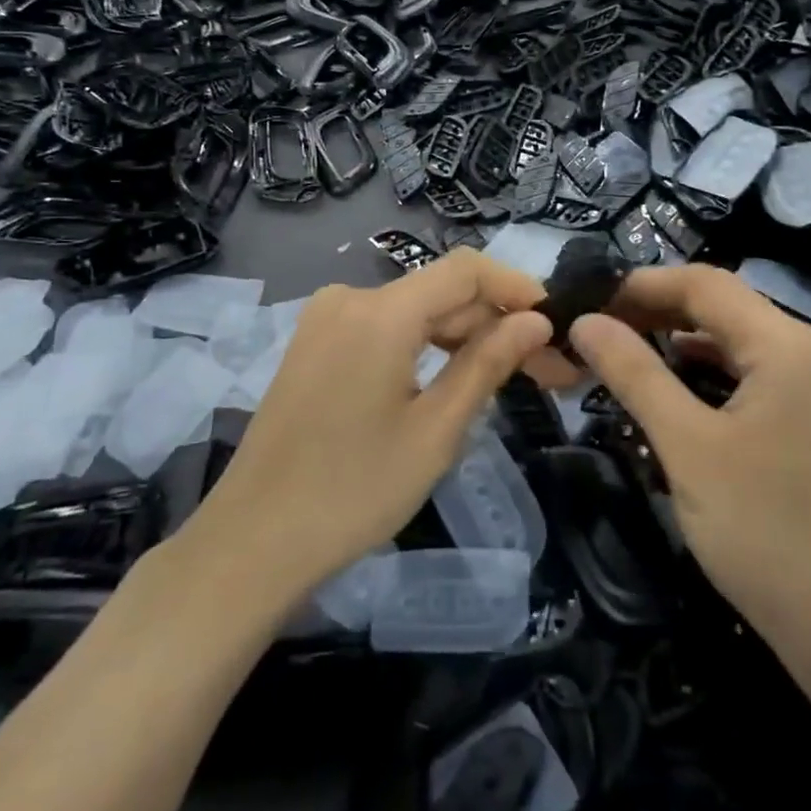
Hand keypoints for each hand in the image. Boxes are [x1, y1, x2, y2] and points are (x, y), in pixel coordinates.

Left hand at [194, 249, 575, 597]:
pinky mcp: (314, 344)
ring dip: (462, 338)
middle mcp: (349, 298)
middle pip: (440, 293)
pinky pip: (383, 329)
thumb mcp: (436, 430)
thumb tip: (535, 321)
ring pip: (413, 312)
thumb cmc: (354, 491)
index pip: (465, 270)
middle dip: (495, 324)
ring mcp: (325, 320)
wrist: (253, 541)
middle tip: (547, 371)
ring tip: (509, 378)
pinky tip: (451, 380)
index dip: (516, 286)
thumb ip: (488, 363)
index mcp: (380, 312)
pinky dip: (423, 347)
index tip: (557, 321)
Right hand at [569, 266, 810, 654]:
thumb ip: (634, 374)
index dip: (640, 285)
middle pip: (721, 305)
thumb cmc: (766, 533)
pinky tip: (671, 387)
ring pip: (734, 339)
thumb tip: (584, 322)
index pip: (704, 283)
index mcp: (787, 345)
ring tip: (620, 351)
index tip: (586, 301)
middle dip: (656, 309)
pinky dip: (705, 370)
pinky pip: (749, 373)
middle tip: (594, 329)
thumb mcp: (687, 447)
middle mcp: (809, 351)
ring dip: (677, 339)